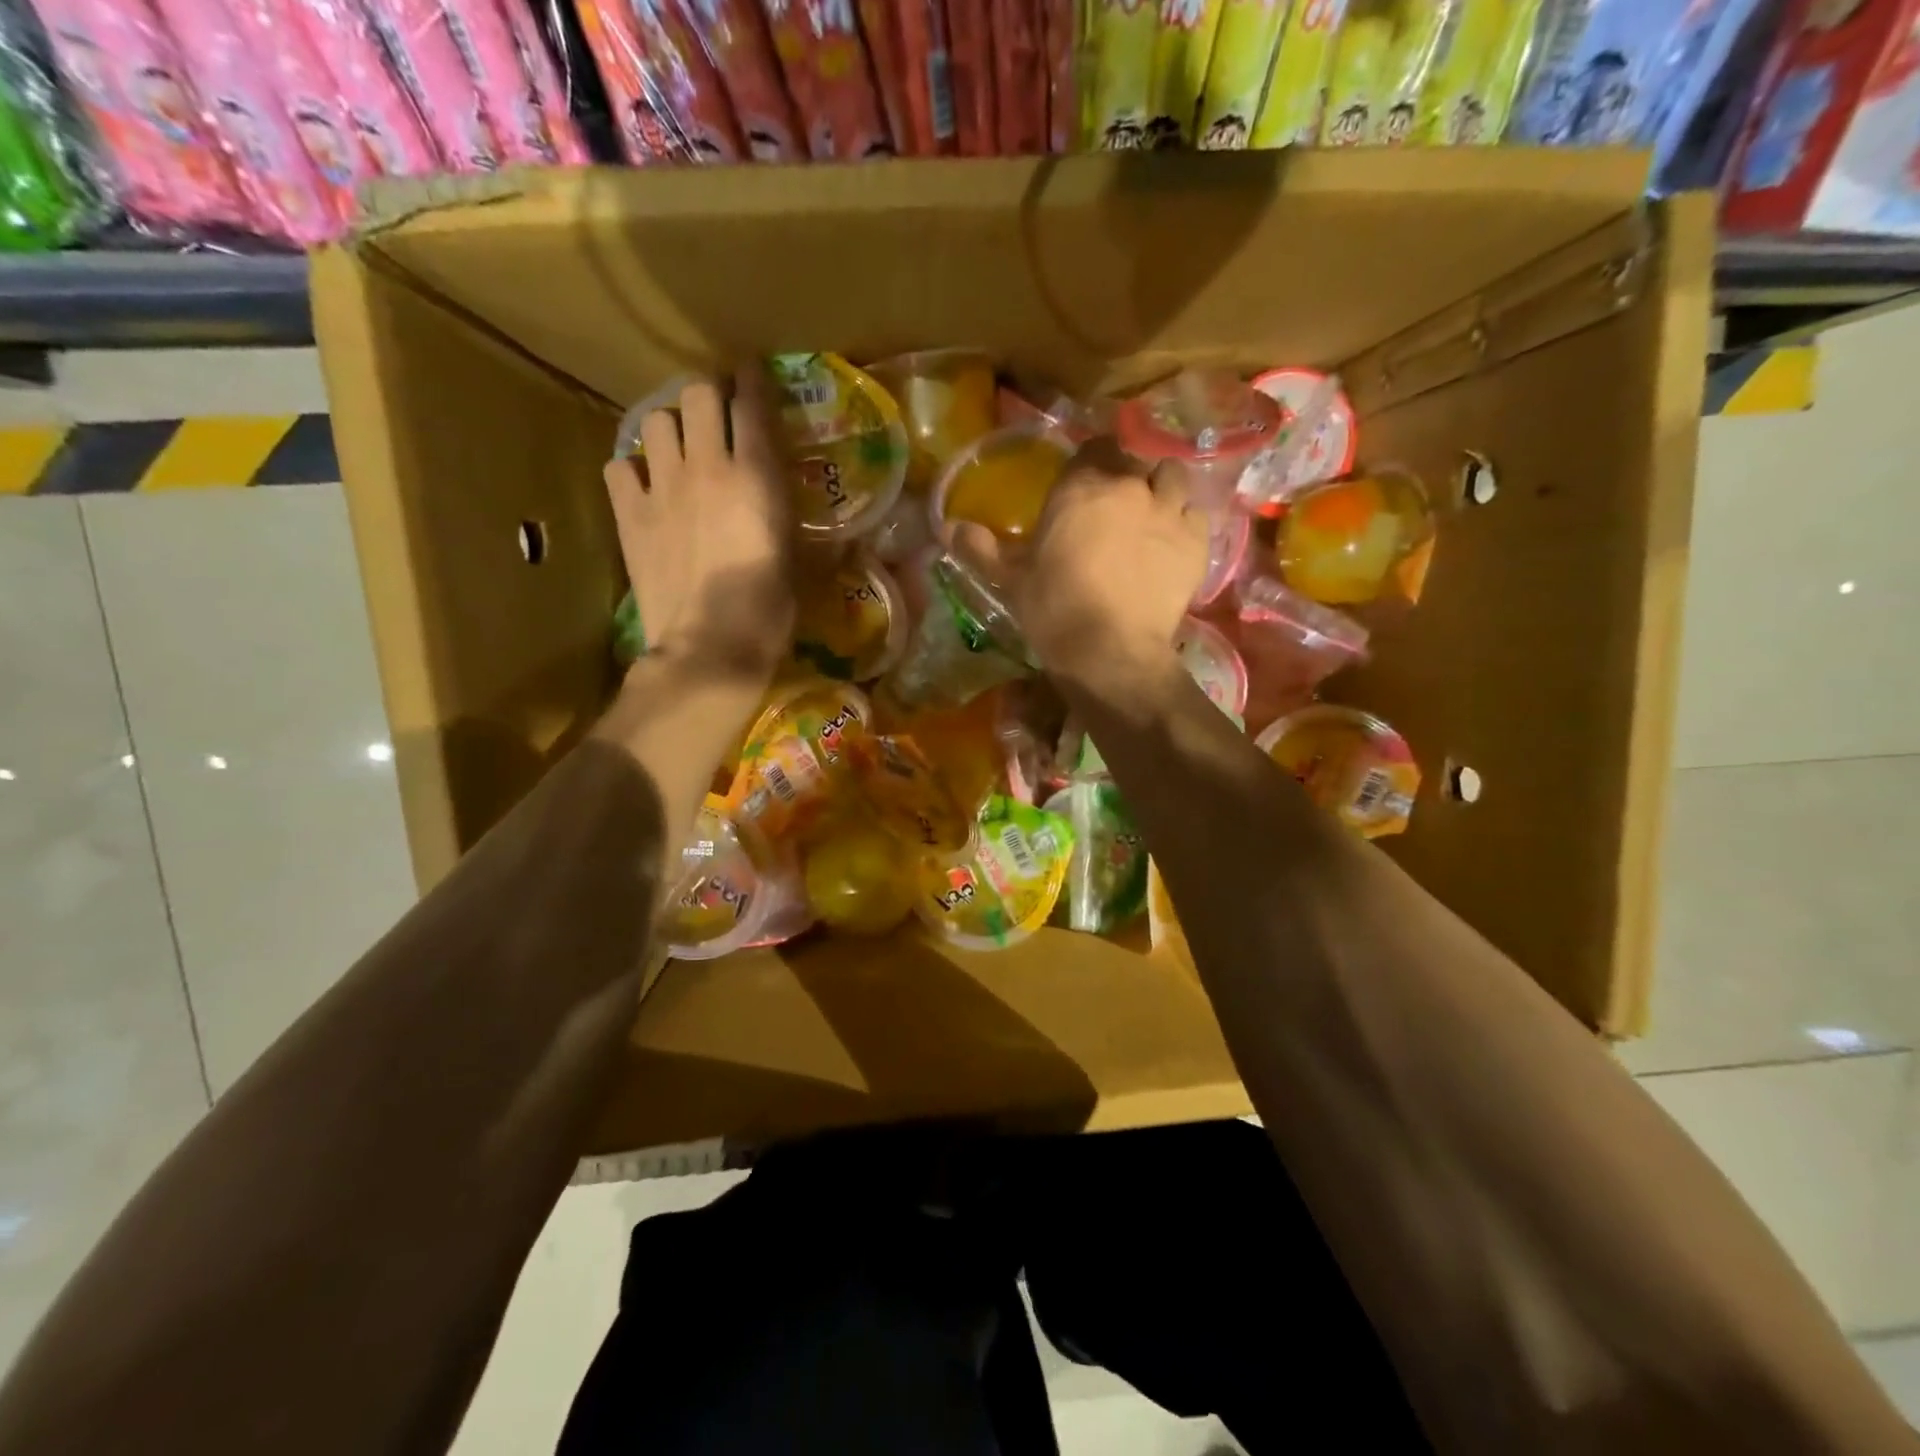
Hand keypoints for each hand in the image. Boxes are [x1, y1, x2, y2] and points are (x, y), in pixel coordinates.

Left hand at [605, 367, 795, 687]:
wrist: (711, 646)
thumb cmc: (769, 610)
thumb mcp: (801, 564)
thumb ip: (798, 527)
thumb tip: (831, 532)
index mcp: (757, 476)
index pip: (752, 403)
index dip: (752, 380)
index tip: (751, 373)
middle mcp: (708, 466)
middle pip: (696, 392)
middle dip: (707, 395)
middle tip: (715, 415)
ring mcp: (663, 487)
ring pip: (654, 420)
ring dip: (669, 427)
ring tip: (678, 450)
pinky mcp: (630, 514)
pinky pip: (620, 466)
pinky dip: (632, 470)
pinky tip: (646, 487)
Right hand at [948, 437, 1208, 681]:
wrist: (1109, 651)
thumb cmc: (1053, 609)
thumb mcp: (1011, 579)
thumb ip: (981, 548)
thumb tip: (945, 527)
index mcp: (1080, 487)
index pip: (1093, 446)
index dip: (1090, 462)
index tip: (1083, 484)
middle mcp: (1128, 486)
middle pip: (1134, 460)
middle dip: (1125, 476)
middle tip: (1114, 508)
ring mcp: (1167, 511)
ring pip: (1172, 477)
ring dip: (1161, 490)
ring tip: (1151, 517)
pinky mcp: (1196, 541)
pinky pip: (1196, 514)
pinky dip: (1185, 523)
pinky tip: (1173, 545)